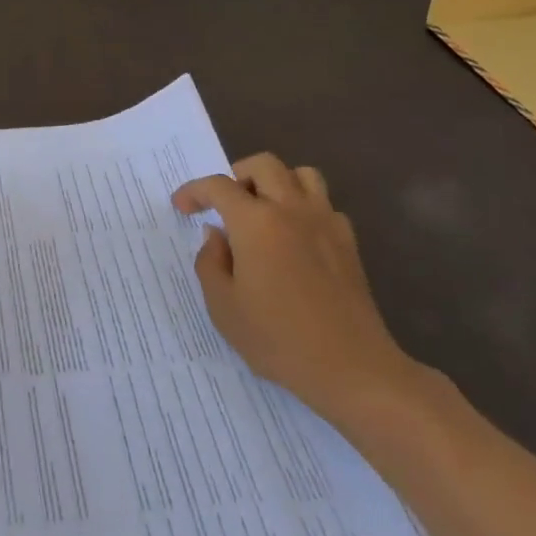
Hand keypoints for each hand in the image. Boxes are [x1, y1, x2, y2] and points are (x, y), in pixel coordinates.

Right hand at [176, 154, 423, 422]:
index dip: (194, 191)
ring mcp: (325, 223)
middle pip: (264, 165)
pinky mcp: (349, 243)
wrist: (353, 370)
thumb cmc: (279, 339)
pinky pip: (325, 205)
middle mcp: (291, 210)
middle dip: (238, 175)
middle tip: (226, 204)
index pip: (218, 186)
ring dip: (278, 182)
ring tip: (264, 211)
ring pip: (302, 175)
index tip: (182, 207)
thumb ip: (210, 262)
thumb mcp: (223, 307)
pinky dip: (306, 209)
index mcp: (255, 222)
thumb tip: (217, 236)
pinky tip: (296, 238)